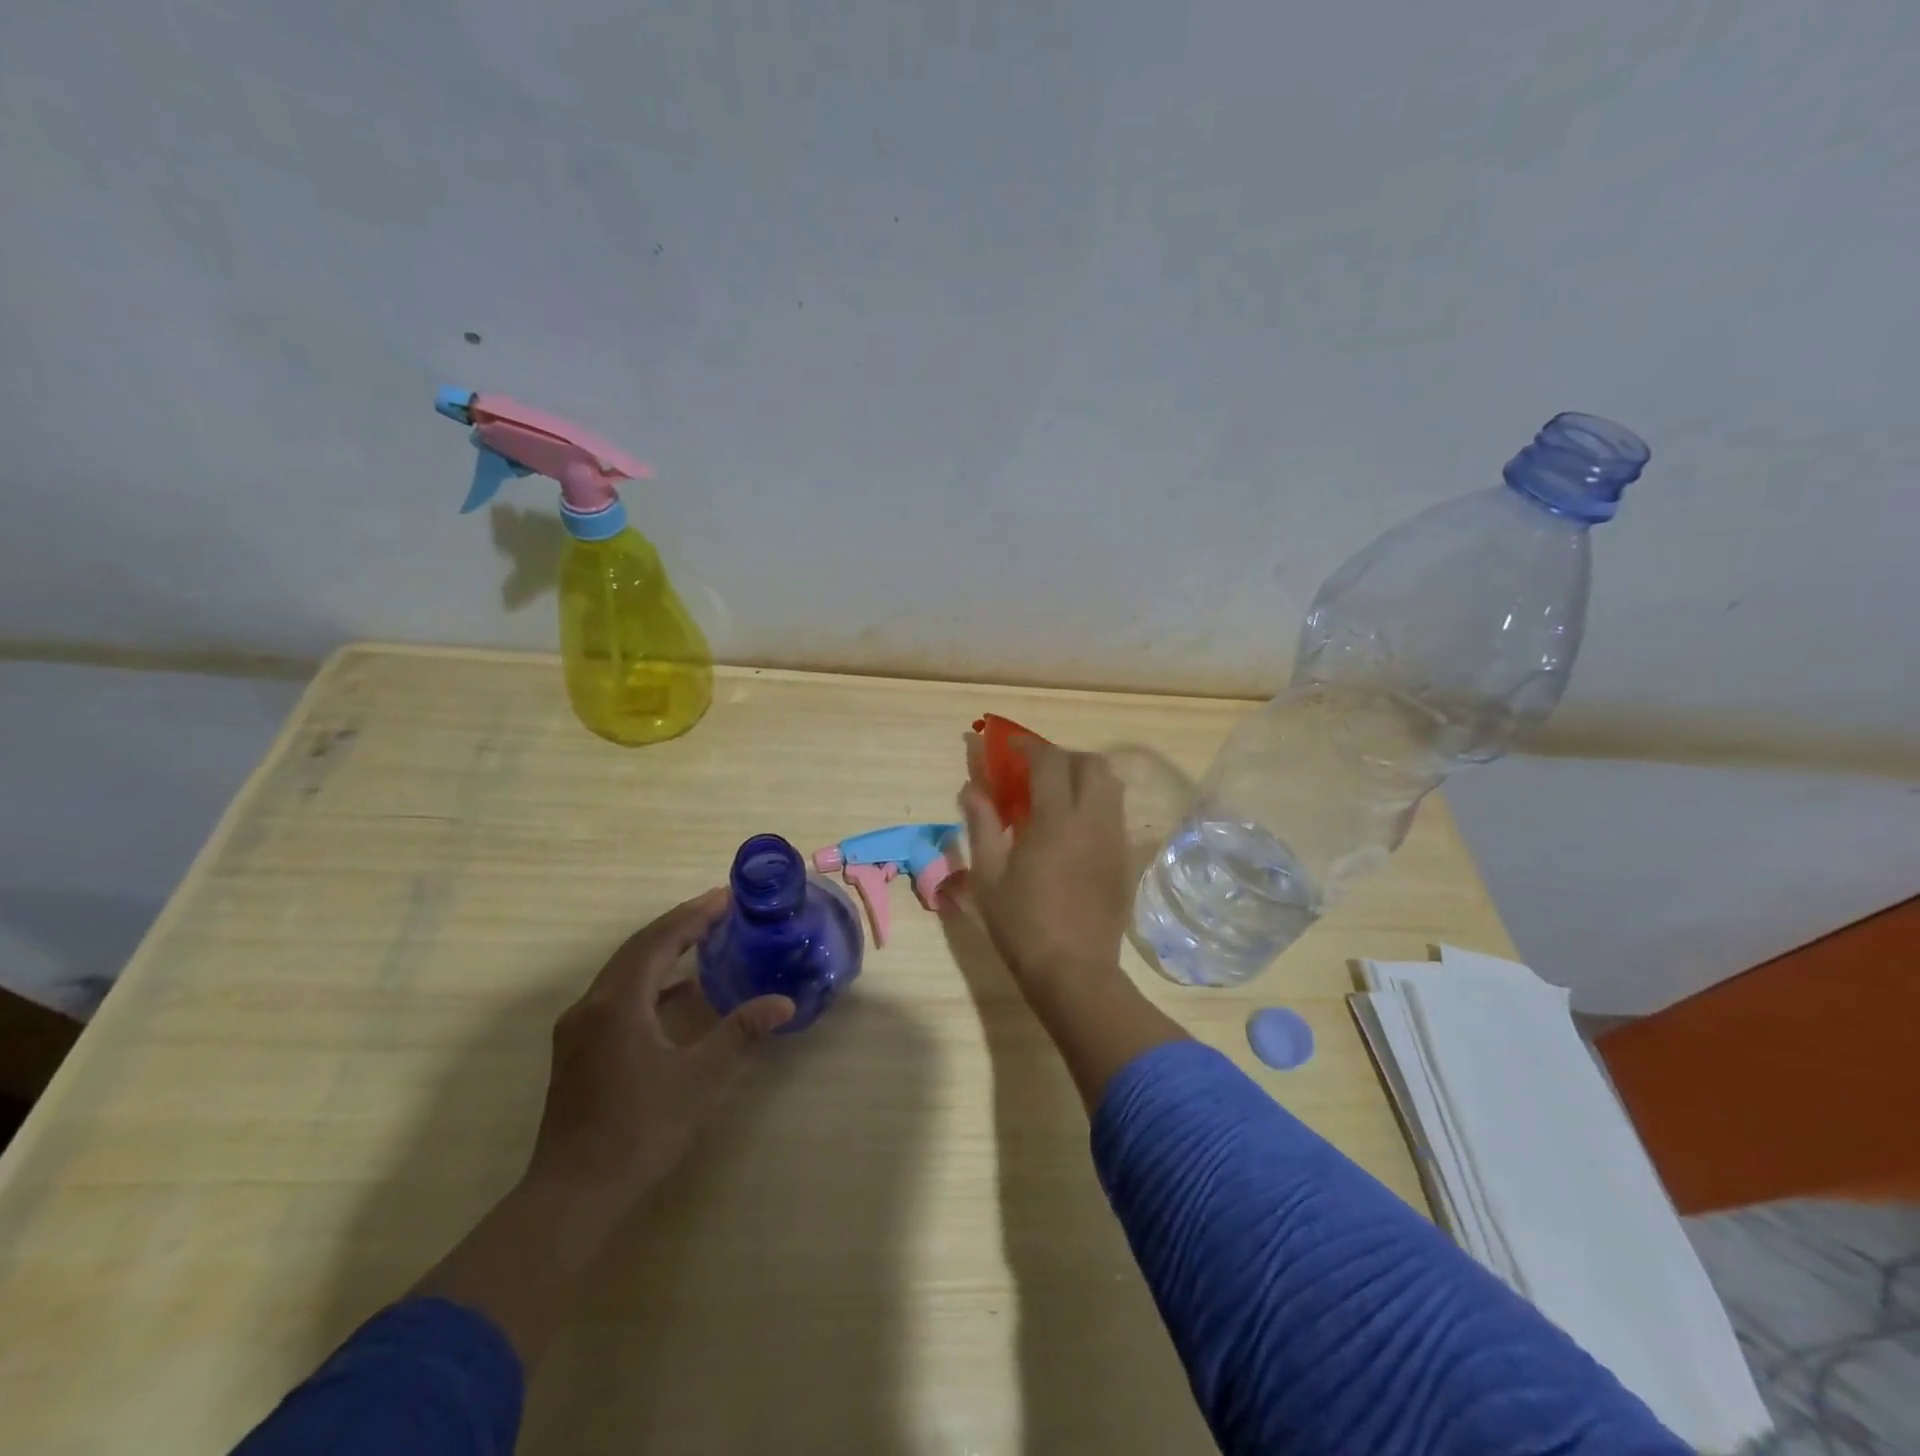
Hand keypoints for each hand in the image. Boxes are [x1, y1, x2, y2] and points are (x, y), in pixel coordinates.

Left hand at [526, 888, 794, 1216]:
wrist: (573, 1195)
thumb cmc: (640, 1129)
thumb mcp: (701, 1078)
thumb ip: (741, 1032)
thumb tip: (784, 1003)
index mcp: (618, 1003)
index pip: (659, 940)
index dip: (695, 915)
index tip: (727, 897)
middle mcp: (592, 1005)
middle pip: (638, 948)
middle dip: (680, 924)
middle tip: (719, 909)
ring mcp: (580, 1029)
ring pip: (624, 970)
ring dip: (663, 949)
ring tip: (703, 939)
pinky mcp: (579, 1050)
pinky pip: (618, 994)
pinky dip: (650, 981)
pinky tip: (678, 994)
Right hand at [958, 736, 1133, 996]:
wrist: (1073, 970)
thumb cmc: (1022, 924)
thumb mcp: (988, 875)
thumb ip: (981, 824)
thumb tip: (972, 789)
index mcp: (1056, 820)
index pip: (1049, 761)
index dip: (1028, 746)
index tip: (1009, 747)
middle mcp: (1093, 820)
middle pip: (1092, 763)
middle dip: (1063, 757)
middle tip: (1036, 772)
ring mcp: (1114, 839)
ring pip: (1111, 785)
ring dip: (1084, 777)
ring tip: (1057, 797)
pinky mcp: (1125, 859)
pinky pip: (1115, 814)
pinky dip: (1096, 804)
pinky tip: (1074, 829)